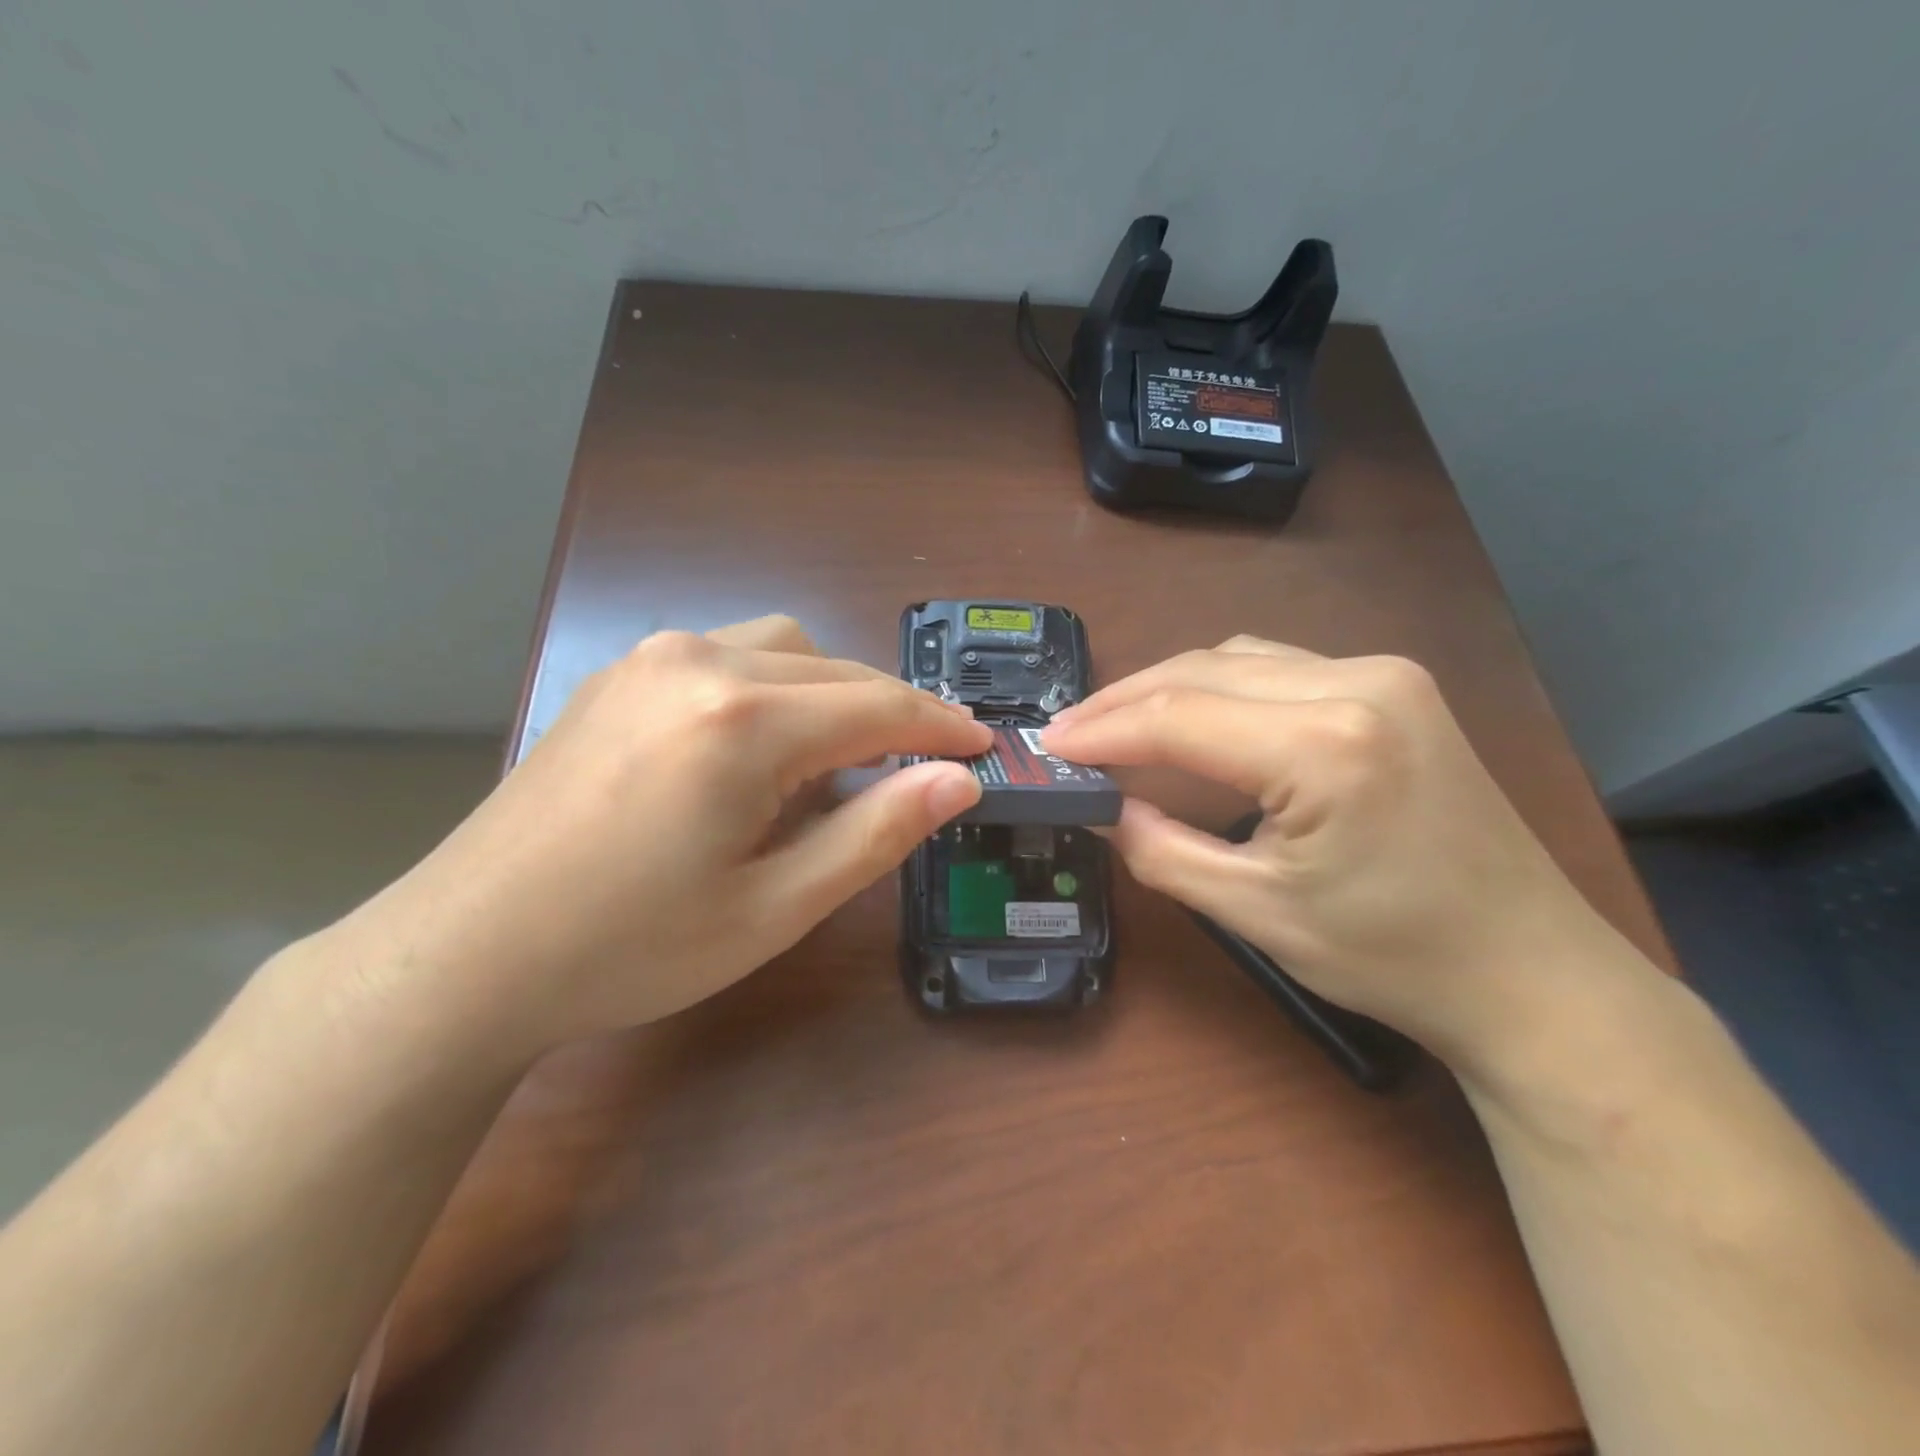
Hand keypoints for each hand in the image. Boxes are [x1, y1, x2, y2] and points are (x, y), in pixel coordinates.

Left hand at [340, 616, 989, 1058]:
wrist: (467, 954)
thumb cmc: (633, 947)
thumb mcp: (776, 906)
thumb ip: (876, 831)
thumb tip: (958, 780)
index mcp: (744, 720)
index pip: (878, 706)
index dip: (941, 727)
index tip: (984, 747)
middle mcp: (700, 662)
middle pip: (835, 670)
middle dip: (891, 715)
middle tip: (920, 772)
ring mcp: (650, 660)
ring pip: (783, 650)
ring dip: (831, 696)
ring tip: (833, 768)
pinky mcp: (620, 676)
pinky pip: (728, 658)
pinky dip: (774, 690)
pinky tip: (758, 752)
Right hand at [1040, 637, 1619, 1070]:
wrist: (1530, 971)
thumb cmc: (1392, 956)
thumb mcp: (1253, 910)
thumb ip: (1158, 849)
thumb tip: (1100, 806)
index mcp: (1325, 745)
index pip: (1178, 717)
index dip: (1102, 730)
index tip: (1046, 746)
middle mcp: (1357, 682)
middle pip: (1202, 671)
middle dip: (1125, 701)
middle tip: (1069, 736)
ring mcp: (1384, 674)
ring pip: (1236, 658)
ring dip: (1168, 689)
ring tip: (1115, 728)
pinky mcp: (1394, 685)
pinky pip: (1276, 668)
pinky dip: (1217, 688)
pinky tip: (1191, 720)